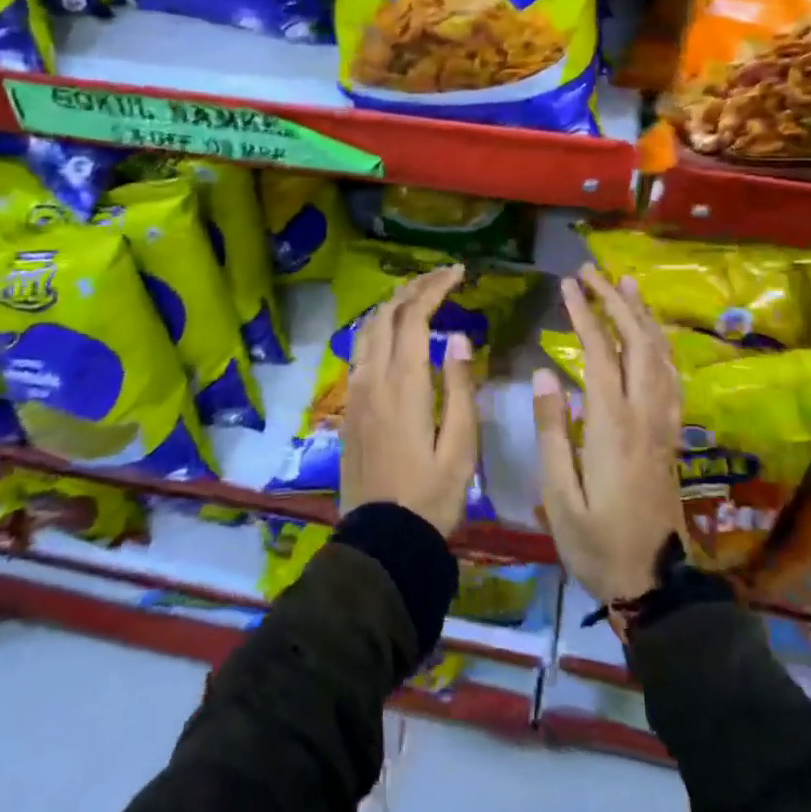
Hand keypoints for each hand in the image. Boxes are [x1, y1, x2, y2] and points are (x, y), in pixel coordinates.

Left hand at [340, 265, 480, 536]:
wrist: (383, 539)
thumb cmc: (432, 496)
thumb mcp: (461, 446)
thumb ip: (460, 387)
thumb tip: (458, 338)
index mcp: (404, 385)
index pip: (414, 317)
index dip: (435, 288)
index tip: (459, 272)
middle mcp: (373, 379)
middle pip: (386, 315)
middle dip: (414, 288)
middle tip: (443, 277)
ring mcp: (355, 392)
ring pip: (366, 330)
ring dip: (392, 305)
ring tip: (419, 296)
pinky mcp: (349, 407)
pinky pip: (359, 351)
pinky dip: (378, 328)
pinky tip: (393, 333)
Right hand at [533, 265, 684, 603]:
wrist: (653, 583)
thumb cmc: (596, 542)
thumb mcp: (560, 494)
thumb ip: (552, 430)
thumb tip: (545, 372)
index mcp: (614, 426)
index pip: (600, 353)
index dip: (584, 314)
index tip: (566, 285)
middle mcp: (645, 414)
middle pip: (637, 343)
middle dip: (614, 302)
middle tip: (592, 272)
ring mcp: (664, 423)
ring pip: (660, 356)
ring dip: (642, 317)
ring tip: (626, 286)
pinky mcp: (671, 435)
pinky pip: (672, 377)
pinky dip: (661, 346)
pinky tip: (652, 336)